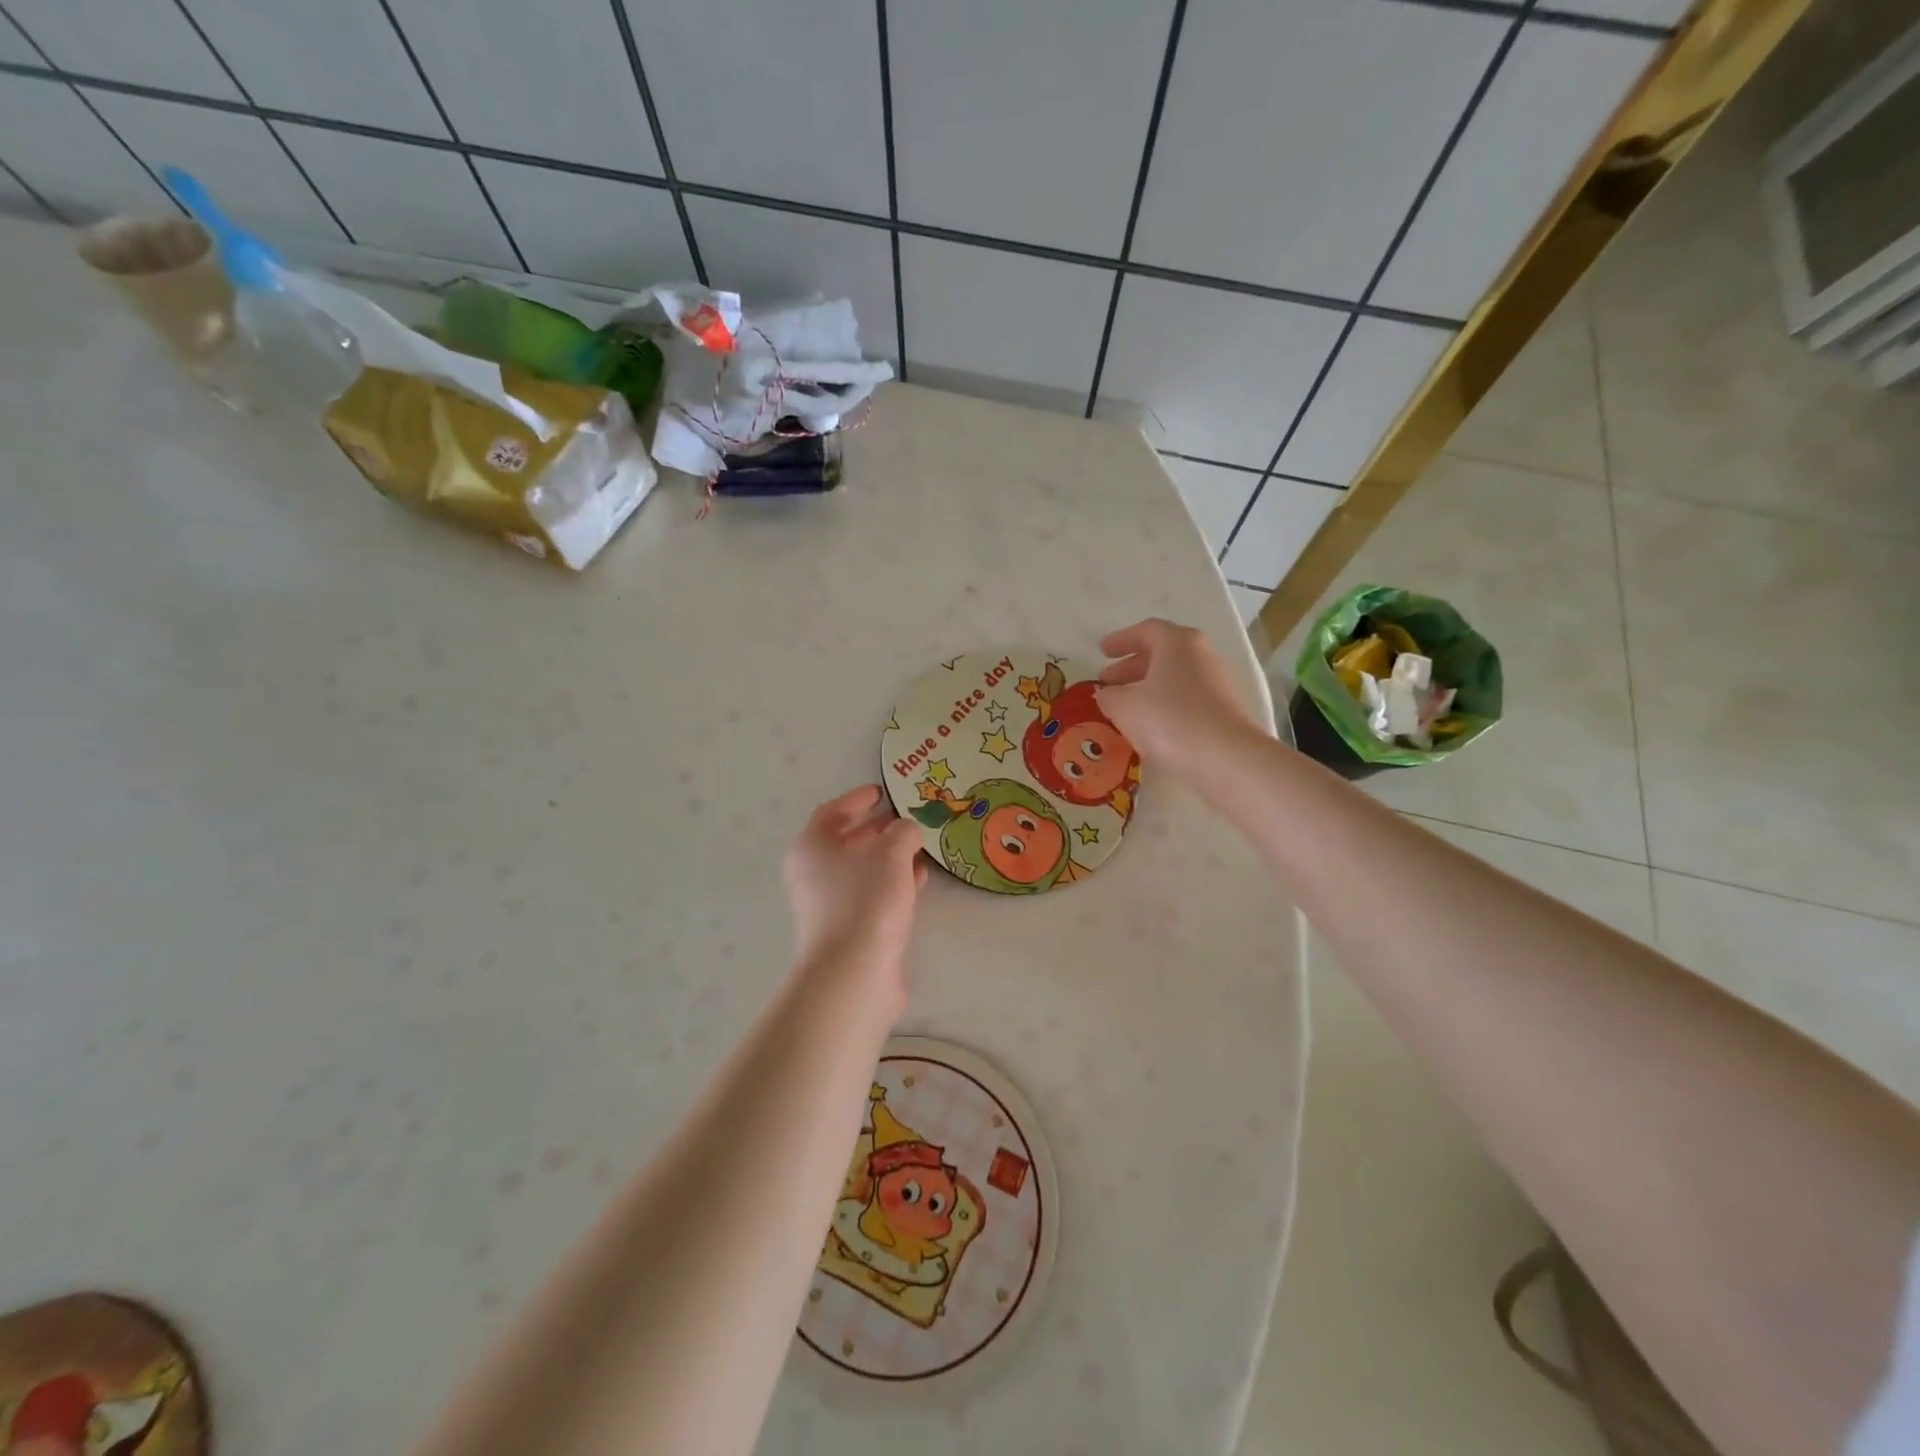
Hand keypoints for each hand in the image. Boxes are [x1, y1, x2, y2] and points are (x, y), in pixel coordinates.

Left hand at [783, 785, 928, 987]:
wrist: (854, 972)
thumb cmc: (866, 899)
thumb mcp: (891, 853)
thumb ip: (903, 832)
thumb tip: (908, 829)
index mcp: (811, 848)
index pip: (831, 813)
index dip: (856, 799)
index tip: (881, 792)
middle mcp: (813, 874)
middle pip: (845, 842)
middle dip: (876, 829)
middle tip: (904, 819)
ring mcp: (829, 905)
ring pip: (861, 870)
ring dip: (888, 857)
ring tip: (918, 846)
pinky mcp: (849, 930)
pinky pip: (872, 895)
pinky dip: (893, 883)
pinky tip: (919, 879)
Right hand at [1096, 619, 1265, 779]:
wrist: (1226, 758)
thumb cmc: (1169, 720)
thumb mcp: (1124, 707)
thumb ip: (1109, 696)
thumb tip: (1107, 694)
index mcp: (1178, 643)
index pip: (1146, 631)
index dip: (1121, 640)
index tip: (1101, 652)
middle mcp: (1202, 655)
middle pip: (1162, 654)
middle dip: (1131, 667)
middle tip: (1108, 682)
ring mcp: (1218, 682)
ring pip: (1175, 677)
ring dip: (1147, 688)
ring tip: (1125, 707)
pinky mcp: (1225, 710)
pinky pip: (1187, 699)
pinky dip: (1165, 705)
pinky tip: (1150, 725)